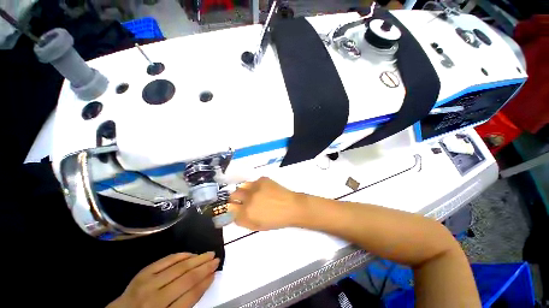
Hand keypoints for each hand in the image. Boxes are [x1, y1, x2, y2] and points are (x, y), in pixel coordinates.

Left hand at [107, 252, 218, 307]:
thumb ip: (186, 303)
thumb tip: (204, 282)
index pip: (191, 296)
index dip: (205, 282)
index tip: (215, 272)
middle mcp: (154, 299)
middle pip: (186, 279)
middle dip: (204, 267)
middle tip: (216, 258)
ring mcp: (147, 283)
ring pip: (178, 267)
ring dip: (196, 259)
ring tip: (208, 254)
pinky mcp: (142, 273)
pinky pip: (165, 260)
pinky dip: (180, 255)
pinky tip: (190, 254)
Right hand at [228, 177, 305, 230]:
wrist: (291, 207)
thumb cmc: (276, 220)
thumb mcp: (257, 226)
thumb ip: (243, 221)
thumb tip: (234, 215)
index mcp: (247, 213)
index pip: (230, 209)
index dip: (232, 209)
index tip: (235, 208)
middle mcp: (248, 198)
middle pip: (233, 195)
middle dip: (234, 198)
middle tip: (241, 200)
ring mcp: (255, 187)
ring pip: (242, 186)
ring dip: (244, 191)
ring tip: (252, 194)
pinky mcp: (262, 180)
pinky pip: (253, 182)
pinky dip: (255, 186)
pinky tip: (263, 189)